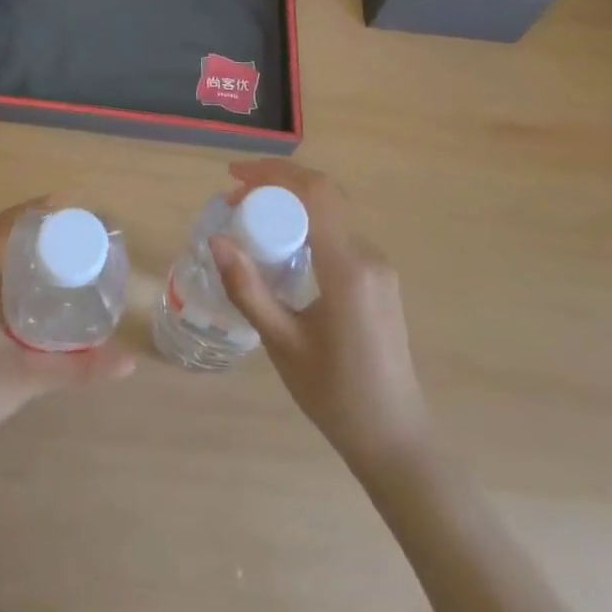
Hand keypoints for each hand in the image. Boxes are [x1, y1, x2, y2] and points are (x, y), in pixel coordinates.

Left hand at [0, 196, 134, 461]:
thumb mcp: (29, 376)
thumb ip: (80, 367)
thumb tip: (130, 361)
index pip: (5, 224)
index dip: (36, 210)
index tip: (70, 208)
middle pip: (2, 233)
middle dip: (37, 225)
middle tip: (76, 229)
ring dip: (25, 244)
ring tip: (65, 248)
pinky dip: (17, 264)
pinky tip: (41, 283)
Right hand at [210, 159, 431, 473]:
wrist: (395, 438)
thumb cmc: (334, 396)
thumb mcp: (282, 343)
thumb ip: (248, 289)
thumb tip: (216, 240)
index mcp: (348, 269)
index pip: (314, 193)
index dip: (273, 172)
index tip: (233, 176)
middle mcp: (369, 257)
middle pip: (321, 197)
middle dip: (274, 186)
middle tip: (233, 202)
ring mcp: (378, 267)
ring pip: (329, 215)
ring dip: (288, 207)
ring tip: (248, 224)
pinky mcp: (379, 279)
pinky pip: (337, 236)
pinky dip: (305, 227)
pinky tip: (279, 250)